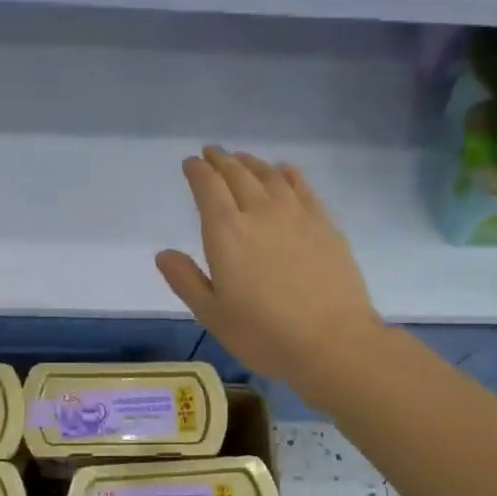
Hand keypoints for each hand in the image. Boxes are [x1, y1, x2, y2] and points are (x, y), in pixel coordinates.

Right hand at [156, 147, 387, 407]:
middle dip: (221, 160)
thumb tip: (164, 254)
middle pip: (238, 174)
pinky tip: (284, 172)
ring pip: (270, 175)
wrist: (332, 342)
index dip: (197, 171)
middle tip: (212, 153)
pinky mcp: (325, 224)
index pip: (208, 188)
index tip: (191, 163)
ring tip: (242, 160)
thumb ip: (185, 280)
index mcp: (226, 232)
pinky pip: (302, 186)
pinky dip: (287, 173)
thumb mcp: (212, 315)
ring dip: (252, 163)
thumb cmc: (263, 334)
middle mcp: (260, 212)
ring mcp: (297, 215)